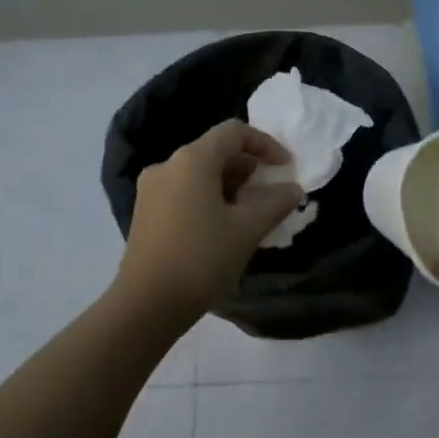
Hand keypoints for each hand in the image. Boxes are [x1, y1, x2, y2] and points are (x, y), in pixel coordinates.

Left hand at [115, 120, 306, 322]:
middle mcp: (167, 165)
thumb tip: (293, 188)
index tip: (285, 167)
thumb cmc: (202, 259)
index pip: (234, 132)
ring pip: (199, 172)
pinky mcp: (145, 211)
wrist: (147, 305)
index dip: (265, 144)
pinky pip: (184, 190)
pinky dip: (209, 197)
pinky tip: (223, 225)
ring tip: (250, 212)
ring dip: (229, 184)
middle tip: (270, 193)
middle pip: (215, 150)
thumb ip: (275, 202)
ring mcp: (151, 189)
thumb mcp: (248, 229)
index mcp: (192, 160)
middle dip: (248, 167)